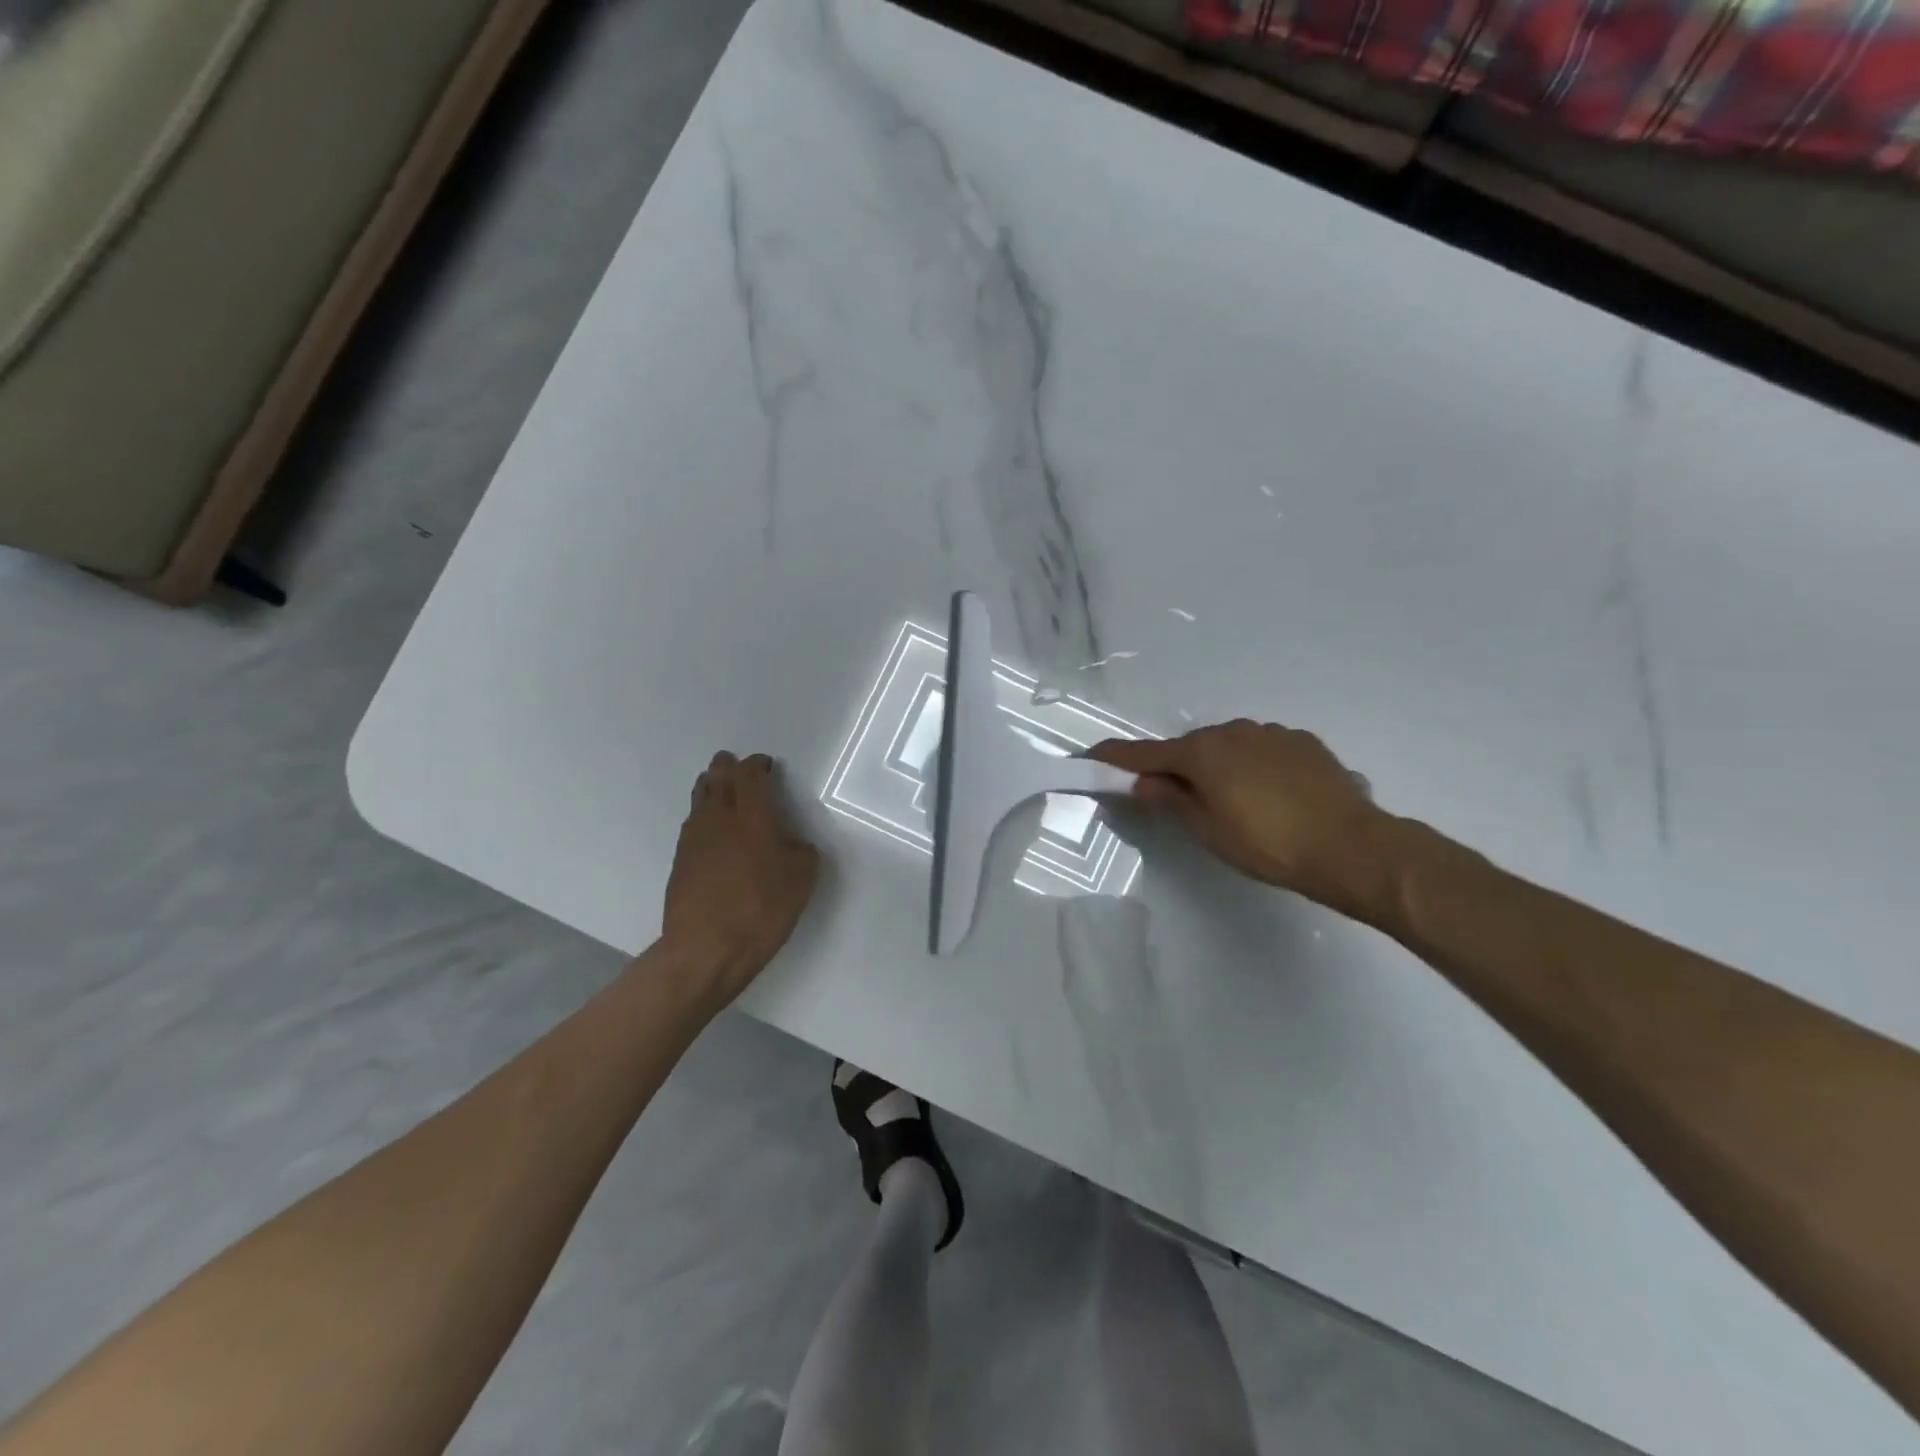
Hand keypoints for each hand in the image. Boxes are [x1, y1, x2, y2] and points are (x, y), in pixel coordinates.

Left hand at [660, 752, 821, 1006]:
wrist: (705, 949)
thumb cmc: (760, 910)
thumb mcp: (801, 880)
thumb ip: (801, 852)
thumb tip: (792, 843)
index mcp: (752, 816)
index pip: (749, 774)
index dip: (757, 765)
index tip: (767, 766)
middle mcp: (718, 818)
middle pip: (717, 777)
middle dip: (728, 766)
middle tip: (737, 766)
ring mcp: (694, 838)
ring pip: (700, 797)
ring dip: (712, 786)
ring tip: (721, 789)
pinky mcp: (680, 860)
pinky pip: (693, 823)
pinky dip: (704, 815)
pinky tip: (712, 829)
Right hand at [1088, 720, 1392, 912]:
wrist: (1351, 846)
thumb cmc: (1268, 845)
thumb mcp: (1208, 831)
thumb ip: (1171, 801)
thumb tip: (1143, 781)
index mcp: (1203, 753)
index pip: (1146, 753)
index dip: (1116, 756)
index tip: (1092, 755)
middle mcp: (1232, 732)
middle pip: (1189, 747)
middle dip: (1176, 767)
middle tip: (1175, 798)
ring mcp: (1271, 733)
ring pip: (1227, 746)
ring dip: (1217, 766)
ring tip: (1230, 801)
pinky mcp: (1302, 742)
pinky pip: (1261, 749)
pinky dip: (1251, 766)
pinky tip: (1268, 794)